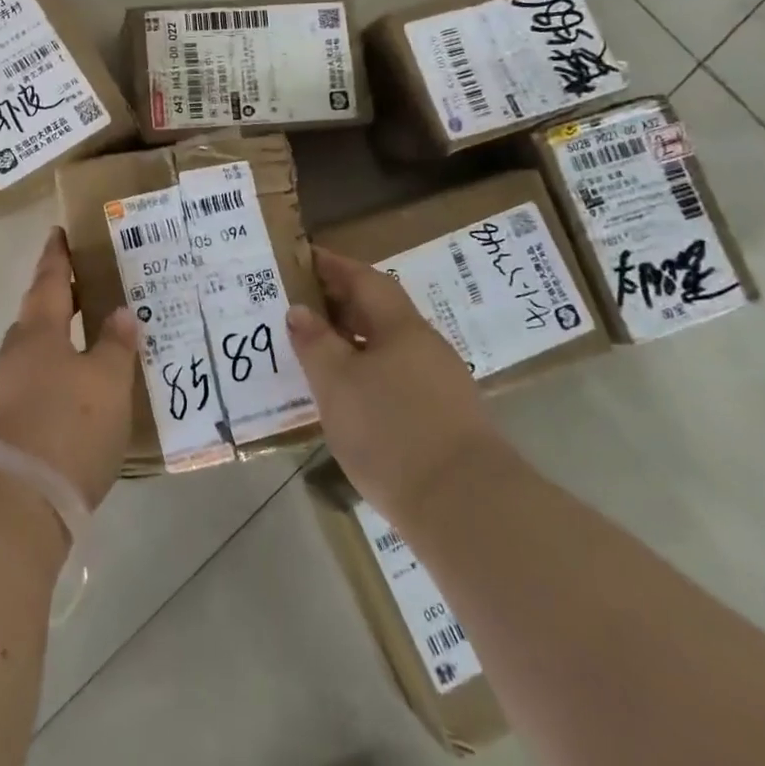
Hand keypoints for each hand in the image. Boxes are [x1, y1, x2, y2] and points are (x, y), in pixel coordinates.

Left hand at [0, 229, 137, 509]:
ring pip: (33, 352)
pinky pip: (31, 385)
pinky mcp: (1, 426)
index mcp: (39, 331)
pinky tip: (72, 395)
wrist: (13, 501)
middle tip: (85, 288)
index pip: (50, 281)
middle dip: (58, 300)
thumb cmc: (67, 426)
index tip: (58, 232)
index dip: (57, 256)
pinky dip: (52, 378)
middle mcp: (14, 353)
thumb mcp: (107, 383)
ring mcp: (2, 390)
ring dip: (56, 342)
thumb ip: (115, 346)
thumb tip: (120, 312)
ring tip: (86, 343)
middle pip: (37, 315)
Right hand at [287, 247, 499, 518]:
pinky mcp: (443, 418)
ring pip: (387, 346)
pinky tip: (347, 394)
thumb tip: (300, 310)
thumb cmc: (391, 431)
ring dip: (352, 340)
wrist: (465, 507)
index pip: (364, 279)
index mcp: (401, 326)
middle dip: (339, 302)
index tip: (302, 257)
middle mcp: (424, 346)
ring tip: (315, 349)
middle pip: (378, 310)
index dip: (333, 265)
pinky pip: (396, 376)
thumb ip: (315, 342)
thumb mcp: (337, 383)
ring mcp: (439, 383)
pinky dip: (367, 372)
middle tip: (299, 304)